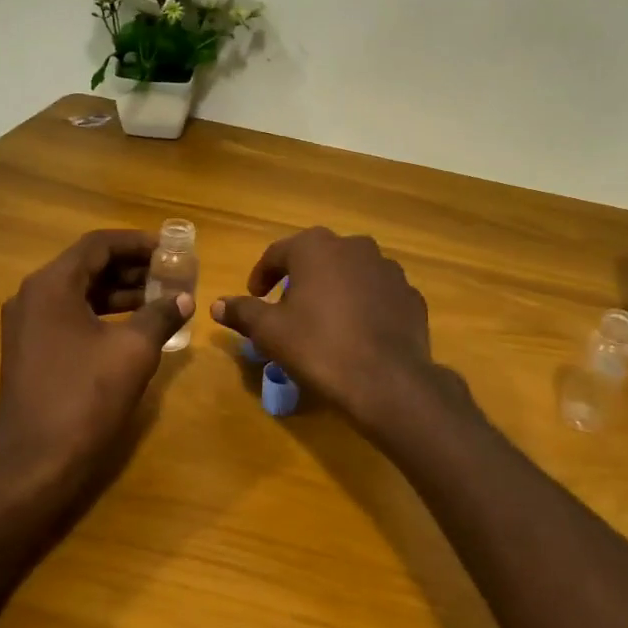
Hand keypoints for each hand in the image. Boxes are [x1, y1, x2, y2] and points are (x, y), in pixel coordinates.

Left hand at [0, 230, 190, 511]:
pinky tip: (134, 328)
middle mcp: (32, 297)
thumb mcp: (134, 351)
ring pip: (79, 293)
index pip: (98, 245)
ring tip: (160, 299)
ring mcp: (27, 326)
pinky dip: (102, 315)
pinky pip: (70, 317)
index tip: (170, 250)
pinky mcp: (31, 351)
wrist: (35, 462)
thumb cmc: (85, 397)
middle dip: (131, 267)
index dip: (137, 243)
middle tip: (170, 274)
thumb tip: (183, 298)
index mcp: (51, 285)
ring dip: (119, 292)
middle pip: (87, 266)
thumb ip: (161, 315)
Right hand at [212, 228, 442, 431]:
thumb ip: (243, 312)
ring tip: (324, 320)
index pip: (278, 253)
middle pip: (318, 258)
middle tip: (287, 307)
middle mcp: (355, 247)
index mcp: (316, 248)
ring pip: (351, 273)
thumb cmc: (319, 347)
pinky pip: (378, 294)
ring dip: (335, 289)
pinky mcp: (410, 295)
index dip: (262, 275)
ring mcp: (388, 269)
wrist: (387, 380)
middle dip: (300, 278)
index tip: (254, 296)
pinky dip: (364, 305)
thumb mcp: (270, 332)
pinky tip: (357, 332)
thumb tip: (217, 305)